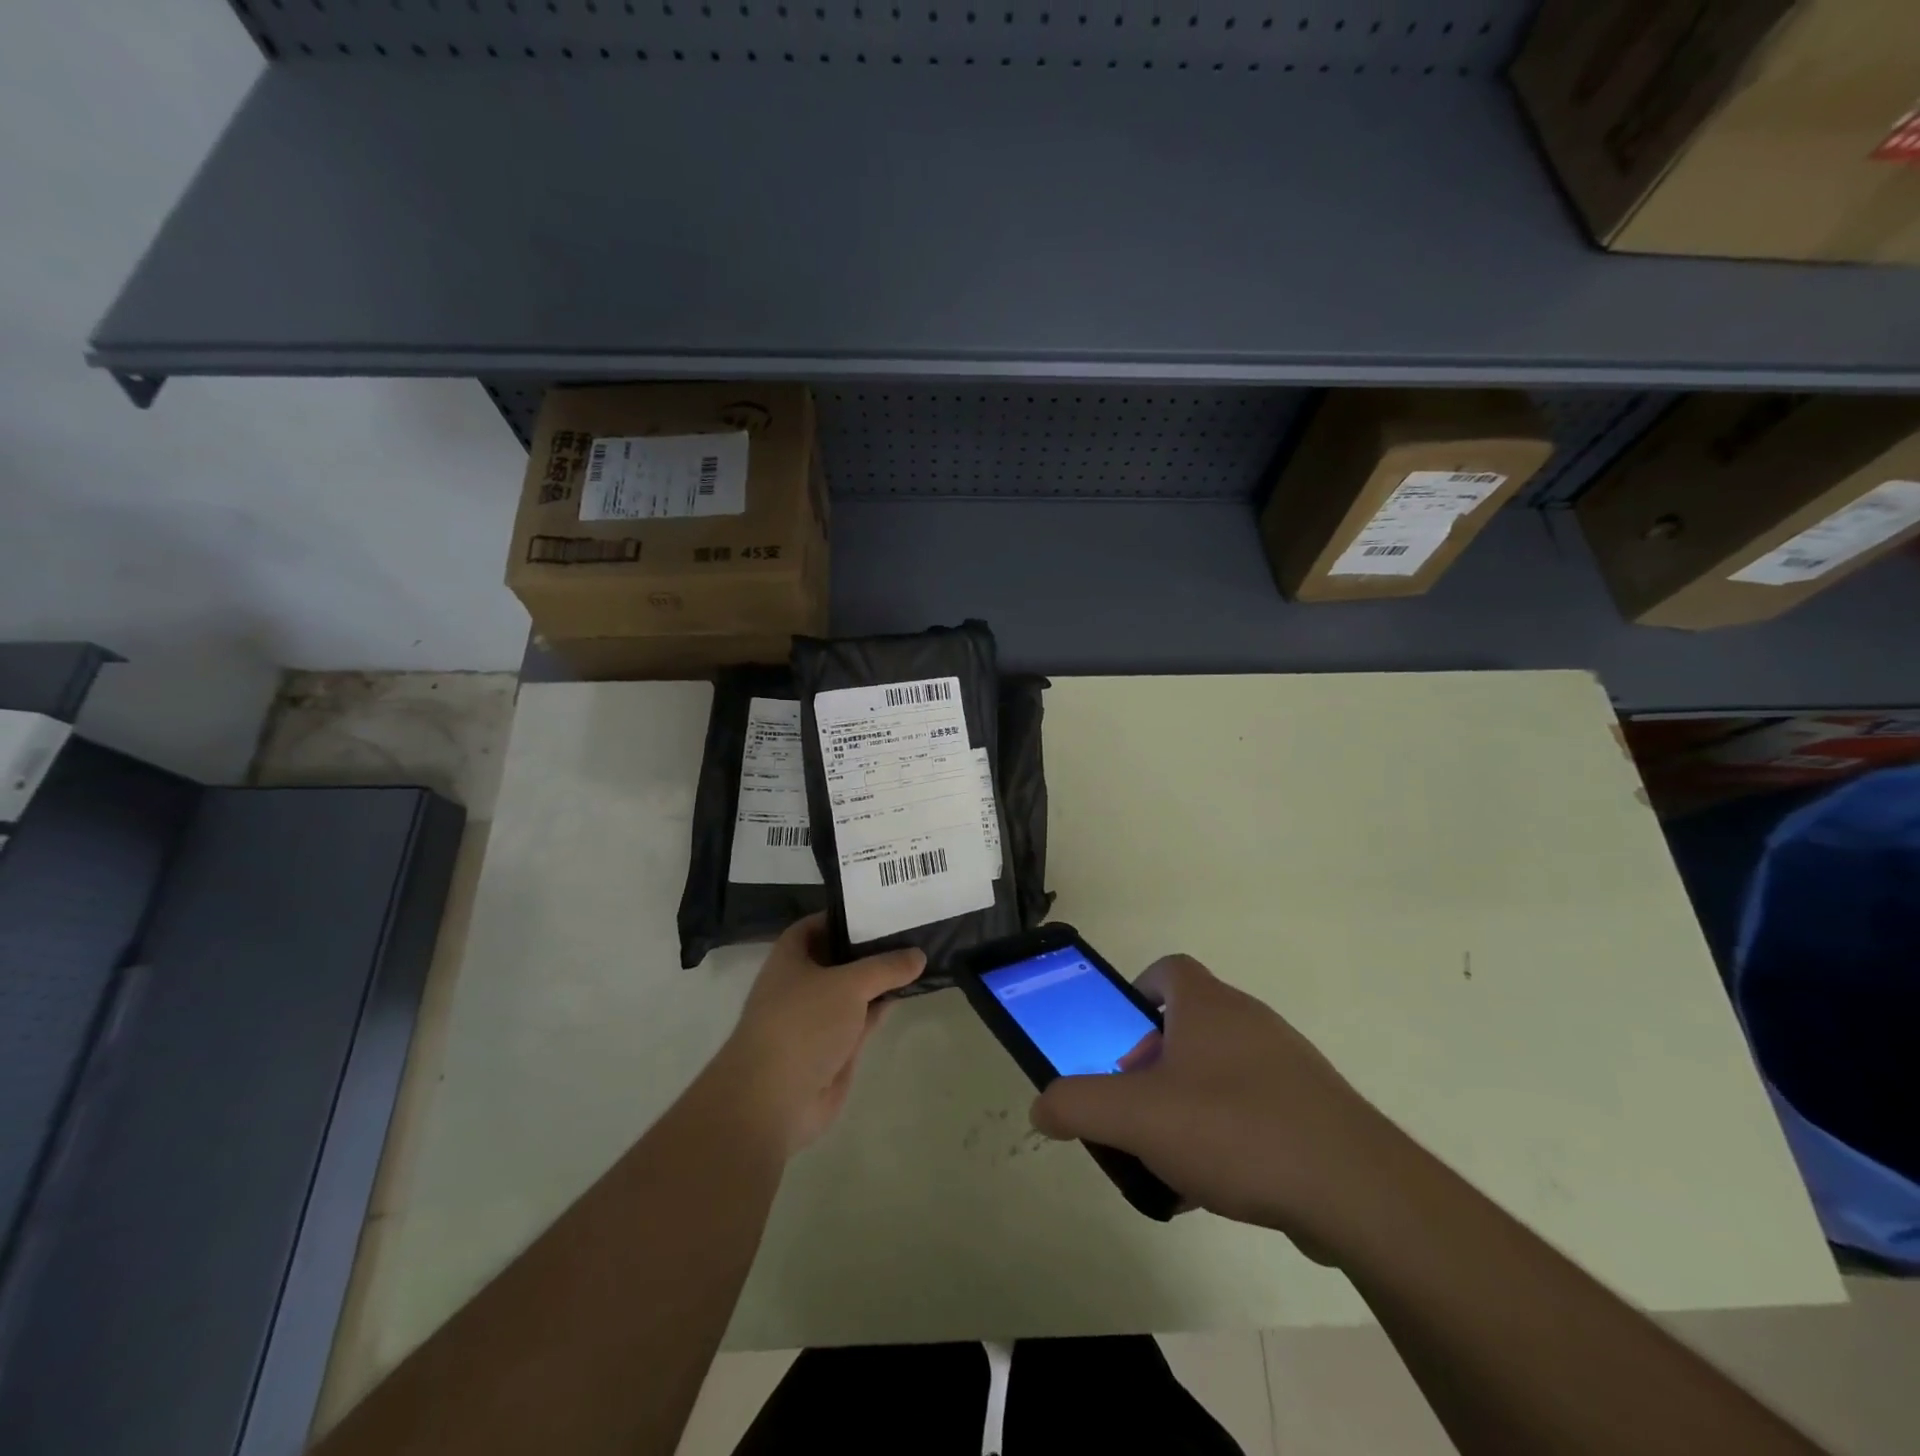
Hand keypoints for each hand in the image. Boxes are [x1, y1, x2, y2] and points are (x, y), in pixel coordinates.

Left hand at [715, 914, 924, 1155]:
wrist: (775, 1099)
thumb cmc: (803, 1023)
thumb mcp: (849, 984)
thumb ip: (885, 967)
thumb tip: (919, 954)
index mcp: (791, 957)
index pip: (818, 923)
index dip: (846, 914)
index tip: (881, 906)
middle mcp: (802, 982)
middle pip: (840, 956)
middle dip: (871, 945)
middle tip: (912, 926)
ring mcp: (818, 1017)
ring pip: (855, 989)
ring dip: (881, 977)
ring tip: (921, 953)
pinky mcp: (834, 1046)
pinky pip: (862, 1018)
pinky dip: (882, 1006)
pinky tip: (909, 991)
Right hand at [1030, 955, 1404, 1244]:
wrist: (1357, 1190)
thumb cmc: (1235, 1130)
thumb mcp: (1138, 1118)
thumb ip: (1079, 1105)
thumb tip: (1041, 1106)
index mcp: (1209, 1006)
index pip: (1168, 970)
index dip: (1137, 995)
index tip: (1120, 1040)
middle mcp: (1250, 1021)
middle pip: (1188, 1025)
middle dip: (1153, 1065)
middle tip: (1138, 1110)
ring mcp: (1288, 1064)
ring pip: (1220, 1071)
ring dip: (1188, 1104)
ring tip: (1172, 1158)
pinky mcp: (1314, 1109)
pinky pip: (1254, 1108)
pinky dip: (1227, 1135)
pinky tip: (1217, 1186)